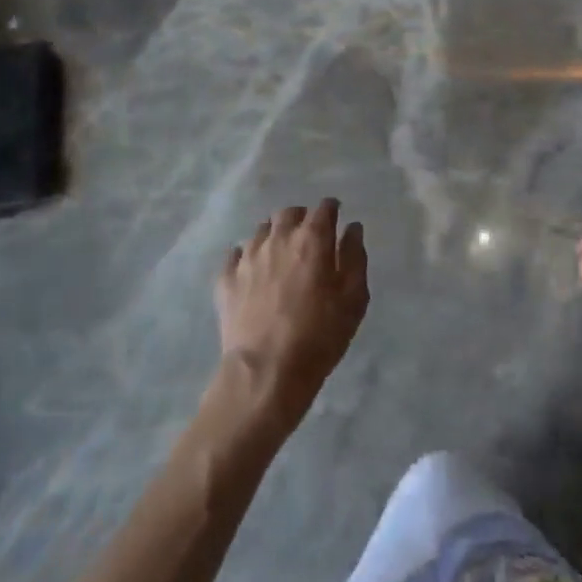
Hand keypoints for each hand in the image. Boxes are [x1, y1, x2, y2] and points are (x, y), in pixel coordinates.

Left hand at [215, 198, 368, 427]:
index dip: (331, 210)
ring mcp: (248, 257)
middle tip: (309, 236)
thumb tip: (352, 229)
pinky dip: (247, 256)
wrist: (265, 372)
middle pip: (289, 213)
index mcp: (312, 239)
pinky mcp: (226, 279)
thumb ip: (354, 257)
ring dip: (274, 234)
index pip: (324, 208)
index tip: (336, 218)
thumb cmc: (319, 336)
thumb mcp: (353, 299)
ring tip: (281, 254)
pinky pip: (236, 254)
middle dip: (301, 218)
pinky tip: (253, 271)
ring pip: (262, 230)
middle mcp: (278, 238)